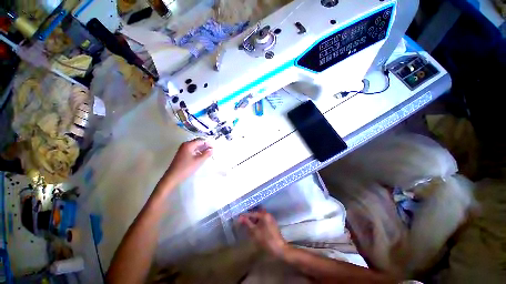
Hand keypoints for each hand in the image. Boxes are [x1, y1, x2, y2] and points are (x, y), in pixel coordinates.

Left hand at [162, 139, 212, 187]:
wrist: (173, 177)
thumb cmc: (186, 168)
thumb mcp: (198, 161)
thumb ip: (206, 154)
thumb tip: (212, 149)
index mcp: (188, 145)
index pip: (201, 140)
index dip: (208, 143)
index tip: (214, 147)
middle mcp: (185, 145)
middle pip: (197, 142)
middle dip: (205, 146)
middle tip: (212, 150)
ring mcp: (183, 150)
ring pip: (195, 146)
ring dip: (202, 149)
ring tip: (208, 153)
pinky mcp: (182, 154)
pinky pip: (192, 150)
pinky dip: (198, 152)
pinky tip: (202, 156)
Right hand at [239, 209, 287, 257]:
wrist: (279, 248)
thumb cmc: (266, 239)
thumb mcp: (255, 231)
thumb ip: (247, 223)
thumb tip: (240, 218)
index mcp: (264, 215)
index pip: (252, 213)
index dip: (245, 216)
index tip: (238, 218)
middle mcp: (268, 214)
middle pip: (256, 214)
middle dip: (249, 217)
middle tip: (242, 221)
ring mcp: (270, 219)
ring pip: (259, 217)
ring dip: (253, 220)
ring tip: (246, 224)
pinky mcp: (272, 223)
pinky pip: (262, 220)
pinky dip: (257, 223)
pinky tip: (254, 227)